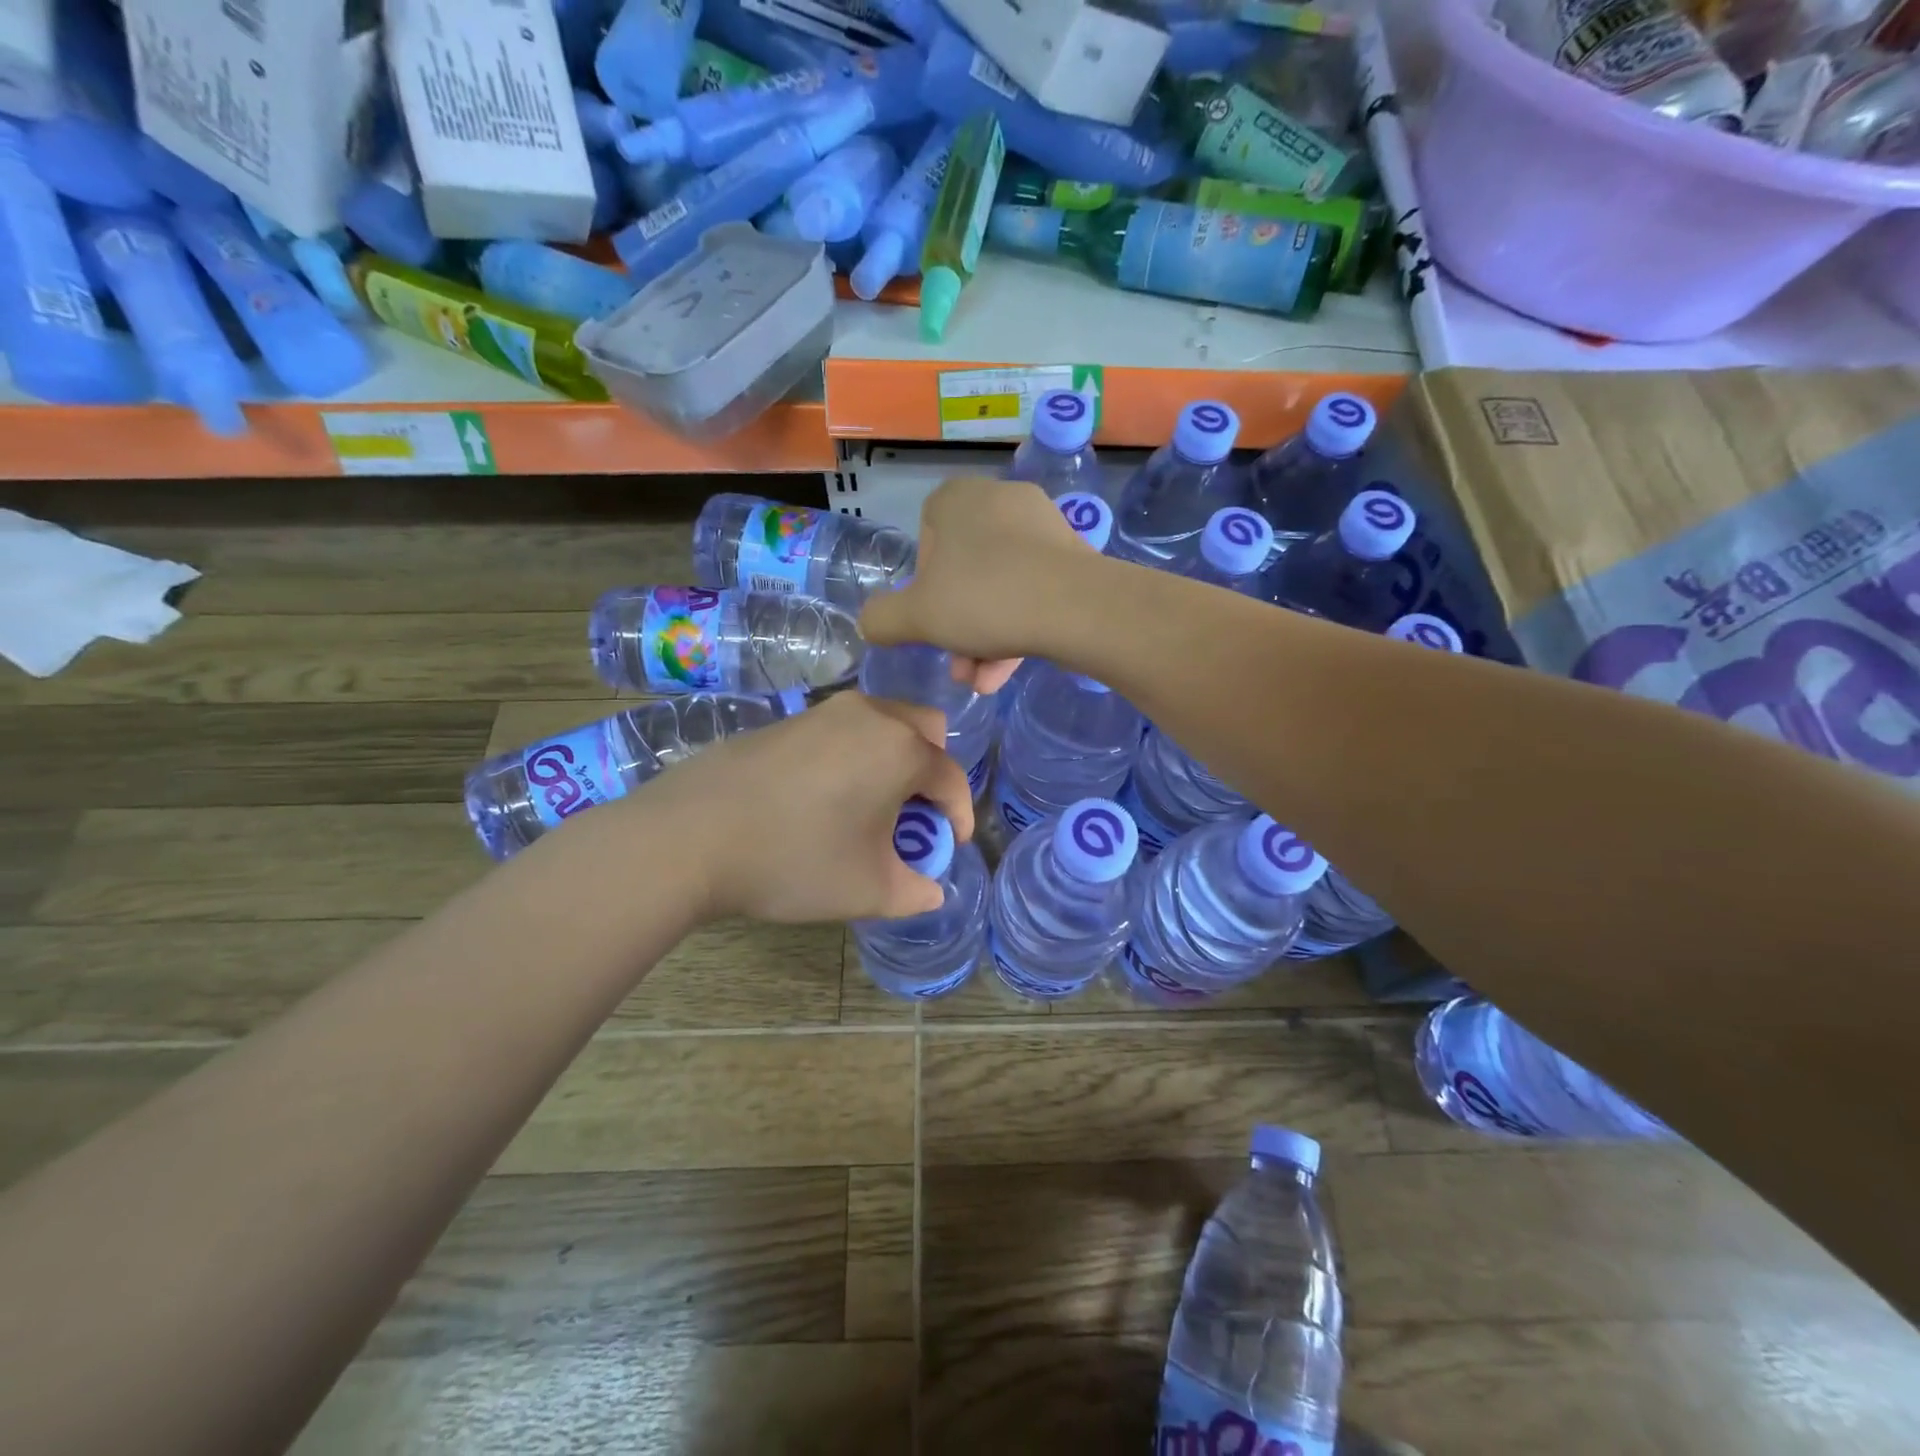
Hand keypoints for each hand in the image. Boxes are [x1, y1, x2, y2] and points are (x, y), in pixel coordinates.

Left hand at [635, 692, 974, 924]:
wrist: (689, 836)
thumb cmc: (794, 860)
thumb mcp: (867, 890)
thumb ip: (914, 891)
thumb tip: (931, 889)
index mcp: (900, 749)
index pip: (951, 778)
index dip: (958, 816)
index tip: (949, 847)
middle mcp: (869, 715)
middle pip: (925, 730)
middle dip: (932, 772)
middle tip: (914, 814)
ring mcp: (823, 712)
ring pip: (882, 724)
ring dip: (892, 761)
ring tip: (869, 808)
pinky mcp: (786, 720)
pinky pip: (842, 731)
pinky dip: (854, 756)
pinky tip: (823, 798)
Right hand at [860, 477, 1098, 692]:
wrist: (1076, 608)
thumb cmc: (983, 599)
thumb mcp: (915, 617)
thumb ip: (883, 619)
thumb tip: (871, 623)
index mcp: (959, 499)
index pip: (927, 534)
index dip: (923, 581)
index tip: (929, 614)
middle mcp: (1001, 501)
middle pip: (966, 570)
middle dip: (957, 625)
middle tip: (957, 664)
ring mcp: (1042, 528)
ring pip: (1000, 587)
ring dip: (984, 638)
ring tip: (981, 682)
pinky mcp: (1073, 558)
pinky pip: (1032, 592)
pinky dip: (1016, 629)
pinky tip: (1005, 673)